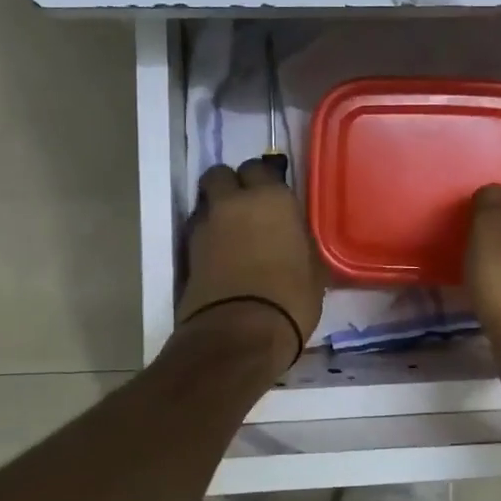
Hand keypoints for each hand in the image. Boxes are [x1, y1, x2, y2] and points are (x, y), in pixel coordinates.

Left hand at [177, 159, 325, 370]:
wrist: (240, 333)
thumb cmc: (290, 298)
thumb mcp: (314, 269)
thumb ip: (301, 242)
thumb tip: (295, 238)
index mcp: (271, 198)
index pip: (259, 168)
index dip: (263, 181)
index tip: (272, 199)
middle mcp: (234, 202)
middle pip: (221, 174)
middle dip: (230, 185)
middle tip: (245, 208)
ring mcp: (205, 225)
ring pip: (205, 202)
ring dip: (215, 211)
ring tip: (230, 235)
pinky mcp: (187, 252)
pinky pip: (197, 231)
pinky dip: (206, 238)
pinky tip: (219, 257)